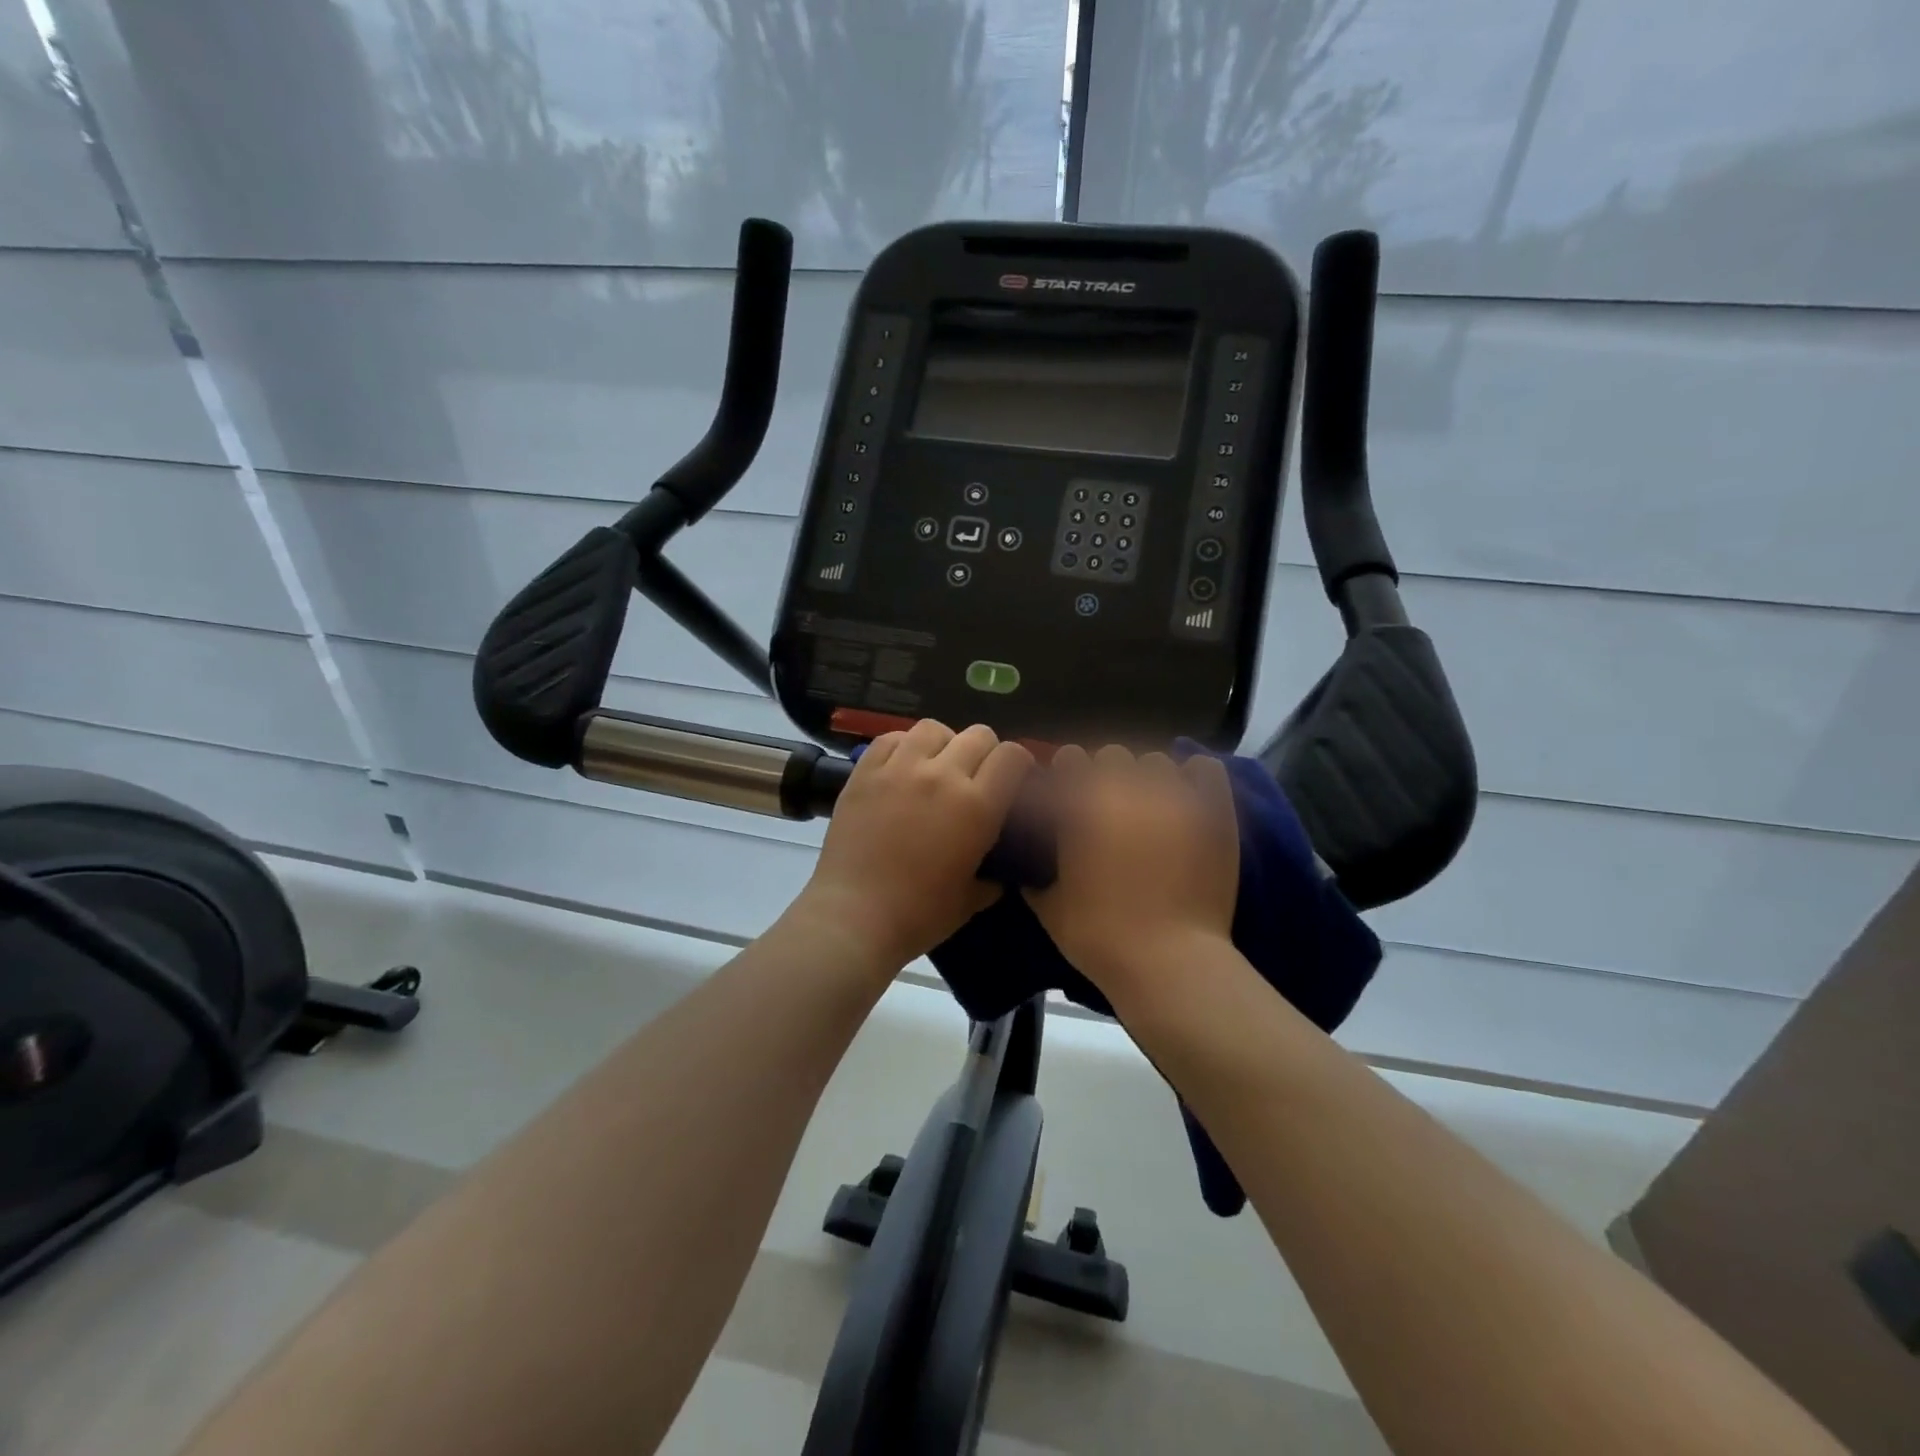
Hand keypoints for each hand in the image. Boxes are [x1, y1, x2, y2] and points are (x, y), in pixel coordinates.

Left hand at [794, 720, 1033, 972]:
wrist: (855, 917)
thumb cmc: (919, 915)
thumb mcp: (972, 899)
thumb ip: (994, 876)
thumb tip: (1001, 869)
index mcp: (977, 806)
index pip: (1012, 756)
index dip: (1019, 764)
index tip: (1015, 779)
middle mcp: (942, 775)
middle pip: (978, 735)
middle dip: (986, 752)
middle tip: (976, 777)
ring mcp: (900, 768)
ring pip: (933, 728)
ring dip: (944, 744)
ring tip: (936, 766)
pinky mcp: (865, 772)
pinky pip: (891, 738)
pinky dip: (903, 746)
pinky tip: (902, 766)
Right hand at [1024, 745, 1239, 1000]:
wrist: (1169, 964)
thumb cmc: (1101, 938)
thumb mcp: (1049, 909)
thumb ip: (1032, 874)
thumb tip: (1025, 861)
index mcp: (1082, 806)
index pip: (1070, 759)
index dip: (1068, 775)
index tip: (1069, 796)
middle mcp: (1125, 789)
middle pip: (1112, 755)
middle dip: (1107, 776)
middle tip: (1110, 808)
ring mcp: (1173, 797)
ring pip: (1157, 762)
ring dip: (1148, 780)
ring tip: (1151, 807)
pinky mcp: (1212, 811)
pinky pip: (1205, 769)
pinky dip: (1195, 779)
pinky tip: (1187, 799)